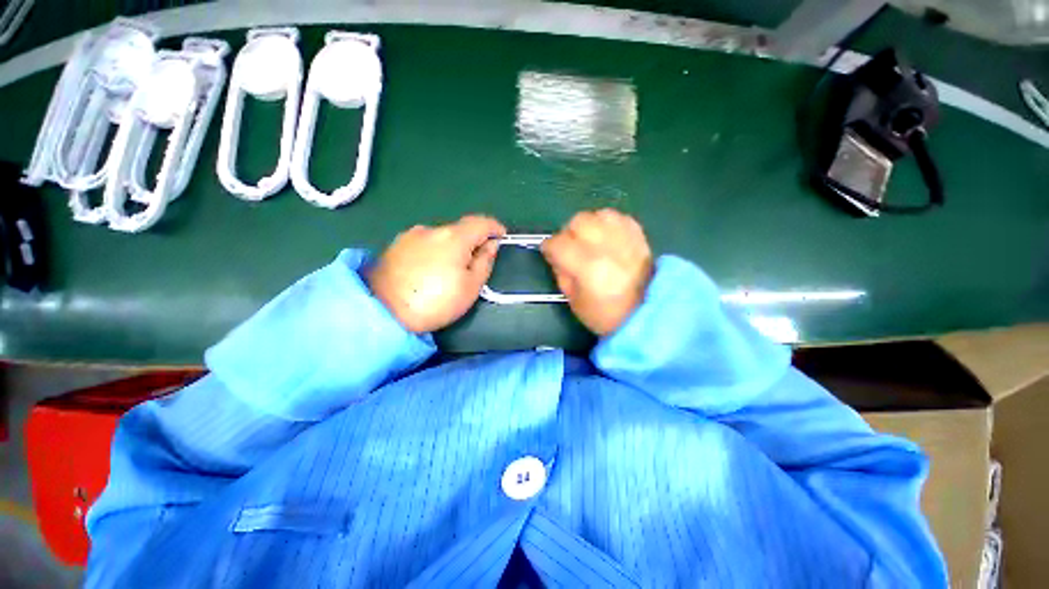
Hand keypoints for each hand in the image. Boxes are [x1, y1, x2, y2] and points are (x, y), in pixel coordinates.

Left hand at [368, 215, 505, 332]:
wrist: (383, 312)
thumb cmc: (436, 302)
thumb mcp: (470, 287)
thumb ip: (485, 262)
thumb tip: (491, 245)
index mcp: (453, 237)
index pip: (480, 222)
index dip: (495, 227)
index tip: (502, 237)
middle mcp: (432, 229)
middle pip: (460, 229)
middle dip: (472, 241)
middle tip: (476, 262)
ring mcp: (410, 235)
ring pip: (441, 236)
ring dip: (452, 247)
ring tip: (449, 271)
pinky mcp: (395, 245)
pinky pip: (424, 243)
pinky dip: (434, 251)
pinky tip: (429, 270)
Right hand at [542, 209, 652, 335]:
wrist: (646, 314)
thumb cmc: (605, 314)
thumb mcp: (574, 301)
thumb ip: (561, 274)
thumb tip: (556, 255)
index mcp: (587, 266)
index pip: (559, 243)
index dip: (549, 247)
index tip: (549, 252)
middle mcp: (605, 246)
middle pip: (578, 222)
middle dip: (569, 233)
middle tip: (571, 247)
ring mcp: (624, 238)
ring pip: (598, 215)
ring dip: (589, 226)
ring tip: (590, 240)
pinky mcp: (638, 236)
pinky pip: (618, 217)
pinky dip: (608, 224)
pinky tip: (607, 237)